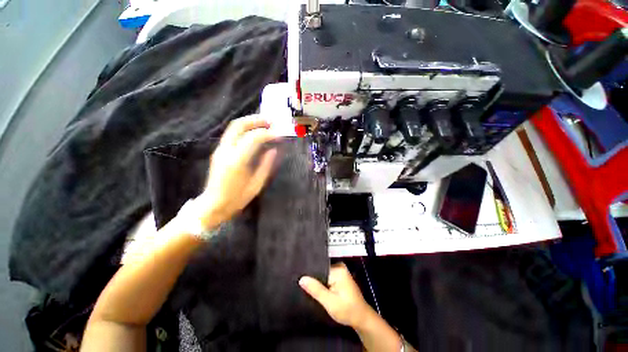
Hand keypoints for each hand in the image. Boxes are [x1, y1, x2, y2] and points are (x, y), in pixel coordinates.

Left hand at [197, 115, 278, 226]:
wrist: (213, 205)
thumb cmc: (237, 198)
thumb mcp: (257, 184)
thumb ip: (266, 165)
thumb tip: (273, 149)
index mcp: (237, 161)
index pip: (253, 138)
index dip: (268, 134)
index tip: (279, 135)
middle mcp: (226, 150)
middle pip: (238, 125)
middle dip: (256, 120)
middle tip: (271, 121)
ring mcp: (220, 149)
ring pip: (233, 127)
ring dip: (250, 122)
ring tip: (265, 124)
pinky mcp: (219, 151)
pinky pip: (232, 134)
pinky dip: (245, 129)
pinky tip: (255, 133)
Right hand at [299, 263, 373, 328]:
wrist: (361, 319)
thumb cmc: (348, 311)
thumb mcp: (330, 302)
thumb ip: (316, 289)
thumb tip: (302, 278)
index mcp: (338, 269)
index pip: (319, 268)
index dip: (309, 275)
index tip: (299, 279)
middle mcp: (339, 267)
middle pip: (320, 270)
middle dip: (313, 279)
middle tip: (301, 285)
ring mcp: (340, 271)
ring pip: (323, 275)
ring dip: (317, 282)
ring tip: (306, 288)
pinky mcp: (340, 277)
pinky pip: (327, 278)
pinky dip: (322, 284)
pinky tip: (316, 290)